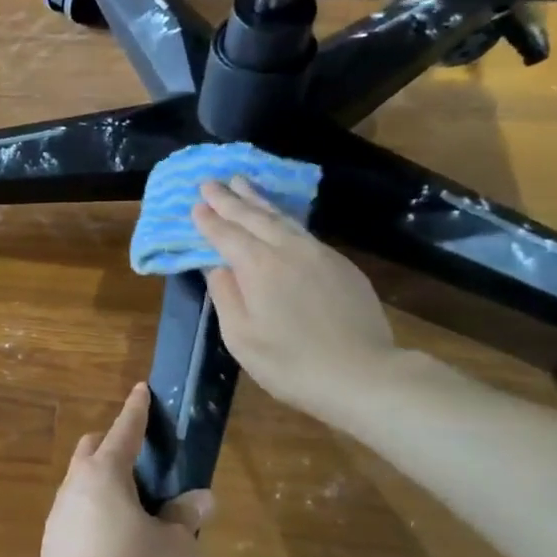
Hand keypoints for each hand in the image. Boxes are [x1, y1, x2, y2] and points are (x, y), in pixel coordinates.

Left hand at [40, 384, 213, 556]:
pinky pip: (75, 514)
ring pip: (79, 483)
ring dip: (102, 483)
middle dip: (113, 445)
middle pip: (91, 451)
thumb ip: (185, 515)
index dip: (136, 411)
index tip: (141, 390)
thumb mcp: (175, 547)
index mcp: (105, 475)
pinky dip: (94, 513)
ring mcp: (57, 516)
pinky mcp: (51, 545)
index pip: (124, 432)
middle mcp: (74, 487)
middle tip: (142, 462)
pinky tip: (113, 542)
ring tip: (133, 509)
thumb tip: (201, 497)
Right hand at [192, 177, 397, 415]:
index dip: (208, 219)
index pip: (226, 234)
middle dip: (229, 198)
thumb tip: (216, 265)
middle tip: (210, 182)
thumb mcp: (241, 336)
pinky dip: (283, 219)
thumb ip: (225, 295)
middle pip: (254, 216)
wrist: (362, 374)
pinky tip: (279, 219)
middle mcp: (288, 250)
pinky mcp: (341, 264)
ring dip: (258, 200)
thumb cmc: (290, 362)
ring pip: (282, 218)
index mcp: (258, 266)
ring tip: (242, 184)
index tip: (194, 204)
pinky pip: (303, 231)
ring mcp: (319, 254)